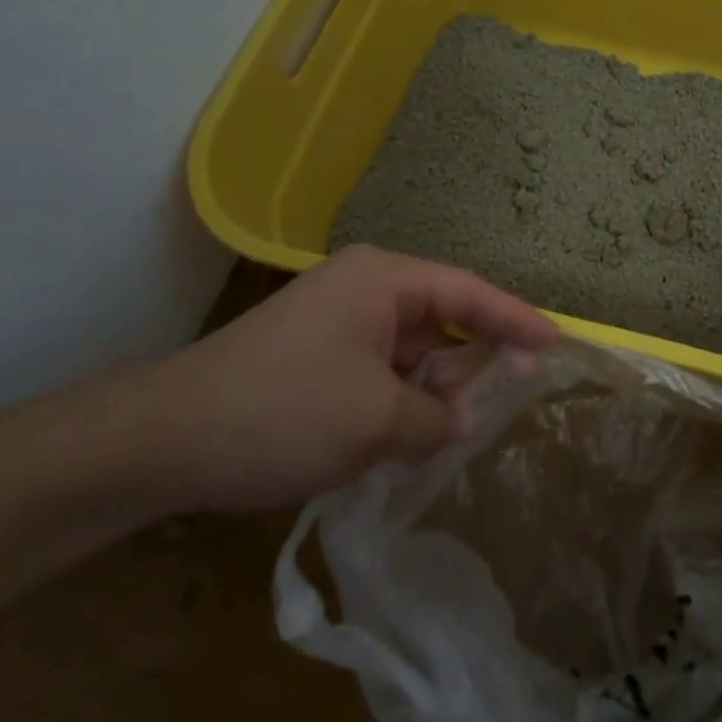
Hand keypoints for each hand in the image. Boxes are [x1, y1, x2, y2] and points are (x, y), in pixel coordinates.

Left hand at [137, 245, 556, 513]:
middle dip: (473, 365)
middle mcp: (365, 290)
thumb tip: (458, 421)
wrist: (164, 442)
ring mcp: (339, 325)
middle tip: (512, 404)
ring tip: (460, 434)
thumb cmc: (283, 411)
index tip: (557, 344)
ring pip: (412, 355)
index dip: (516, 320)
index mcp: (383, 279)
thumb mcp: (376, 419)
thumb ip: (437, 418)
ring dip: (435, 393)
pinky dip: (402, 404)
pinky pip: (382, 375)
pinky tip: (413, 441)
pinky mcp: (319, 360)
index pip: (468, 293)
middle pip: (442, 322)